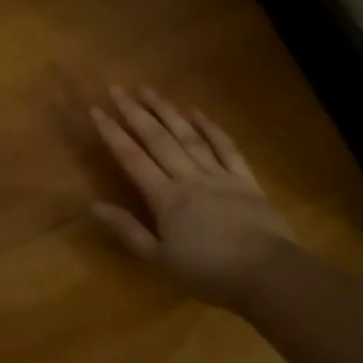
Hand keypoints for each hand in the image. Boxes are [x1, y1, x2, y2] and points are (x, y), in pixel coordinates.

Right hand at [89, 86, 297, 309]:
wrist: (268, 274)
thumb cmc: (209, 272)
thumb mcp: (160, 259)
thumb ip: (128, 230)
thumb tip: (94, 205)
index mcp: (165, 197)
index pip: (132, 158)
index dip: (112, 133)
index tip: (96, 110)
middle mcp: (188, 177)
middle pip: (158, 138)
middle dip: (135, 112)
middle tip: (117, 89)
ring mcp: (219, 174)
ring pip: (188, 135)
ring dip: (167, 111)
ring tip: (149, 90)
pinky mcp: (245, 179)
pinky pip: (225, 147)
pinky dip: (210, 128)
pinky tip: (197, 112)